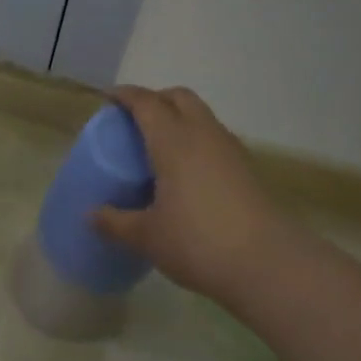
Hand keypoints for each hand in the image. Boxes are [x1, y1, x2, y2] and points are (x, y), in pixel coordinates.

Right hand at [91, 85, 291, 303]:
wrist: (270, 265)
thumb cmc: (199, 242)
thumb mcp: (147, 236)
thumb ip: (115, 222)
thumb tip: (91, 215)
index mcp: (173, 140)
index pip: (146, 102)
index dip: (125, 96)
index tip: (108, 99)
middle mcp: (203, 134)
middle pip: (179, 97)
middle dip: (155, 99)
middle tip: (134, 120)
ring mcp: (230, 150)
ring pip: (201, 116)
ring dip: (179, 118)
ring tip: (159, 146)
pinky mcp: (248, 169)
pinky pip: (215, 139)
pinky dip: (196, 140)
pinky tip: (187, 172)